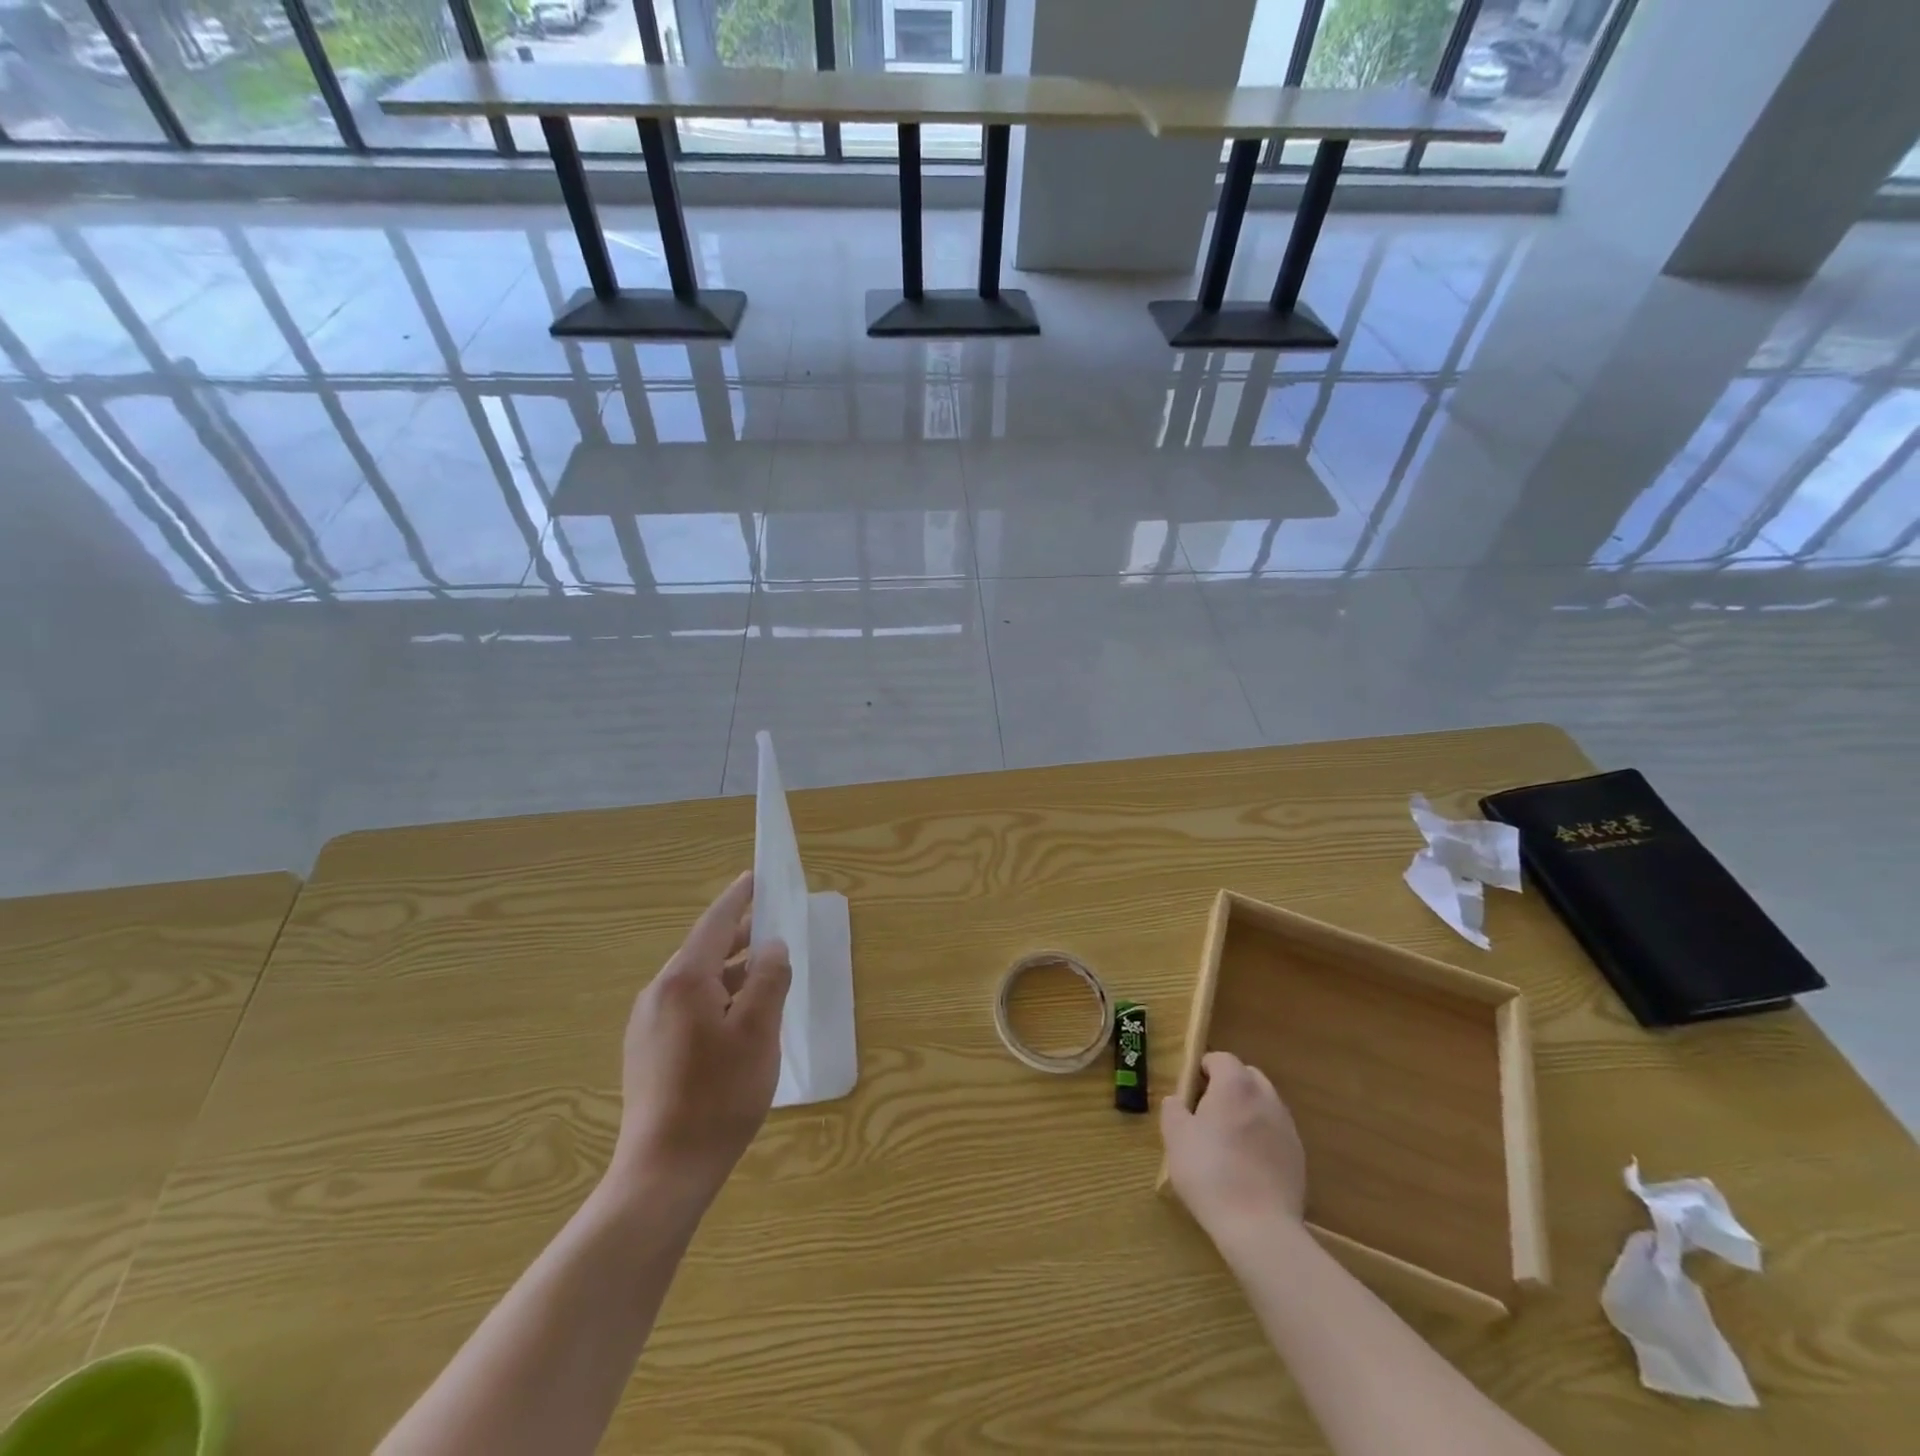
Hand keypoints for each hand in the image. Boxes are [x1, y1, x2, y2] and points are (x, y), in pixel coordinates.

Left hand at [610, 872, 791, 1211]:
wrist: (665, 1171)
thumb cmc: (719, 1095)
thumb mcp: (759, 1031)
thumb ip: (768, 979)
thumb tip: (772, 945)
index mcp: (683, 980)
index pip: (714, 923)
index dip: (738, 899)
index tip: (755, 877)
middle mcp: (658, 993)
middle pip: (704, 951)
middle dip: (739, 938)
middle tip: (772, 929)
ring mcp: (647, 1024)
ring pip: (696, 982)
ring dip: (730, 972)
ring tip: (764, 976)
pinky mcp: (647, 1052)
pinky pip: (686, 1006)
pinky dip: (716, 998)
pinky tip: (738, 1020)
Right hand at [1161, 1051, 1306, 1243]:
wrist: (1259, 1228)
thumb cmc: (1210, 1173)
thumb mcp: (1176, 1138)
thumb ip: (1173, 1109)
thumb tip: (1177, 1101)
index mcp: (1235, 1085)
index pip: (1221, 1058)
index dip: (1203, 1069)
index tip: (1191, 1091)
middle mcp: (1265, 1097)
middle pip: (1247, 1076)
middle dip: (1228, 1085)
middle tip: (1208, 1112)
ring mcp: (1287, 1127)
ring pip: (1264, 1103)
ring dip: (1247, 1110)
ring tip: (1228, 1140)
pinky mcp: (1299, 1156)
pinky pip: (1276, 1132)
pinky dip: (1262, 1136)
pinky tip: (1247, 1164)